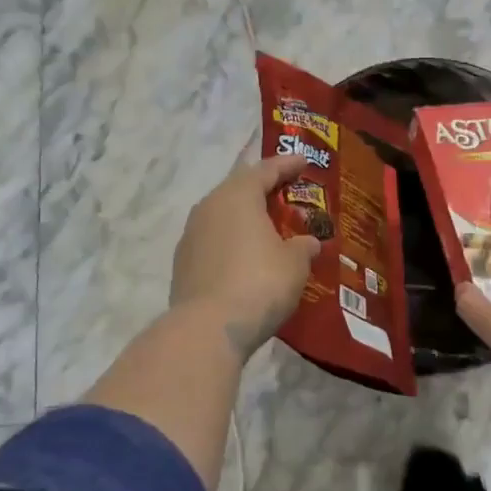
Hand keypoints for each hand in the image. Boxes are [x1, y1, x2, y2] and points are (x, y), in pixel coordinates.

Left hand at [171, 154, 322, 362]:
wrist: (208, 329)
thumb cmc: (260, 282)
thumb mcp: (295, 263)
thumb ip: (303, 246)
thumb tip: (307, 243)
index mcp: (238, 196)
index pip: (265, 169)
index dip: (287, 165)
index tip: (304, 161)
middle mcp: (209, 207)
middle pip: (239, 189)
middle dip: (264, 190)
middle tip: (287, 193)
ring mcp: (191, 236)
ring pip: (223, 216)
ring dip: (245, 218)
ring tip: (269, 227)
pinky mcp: (183, 264)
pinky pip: (214, 241)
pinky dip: (233, 242)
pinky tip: (247, 257)